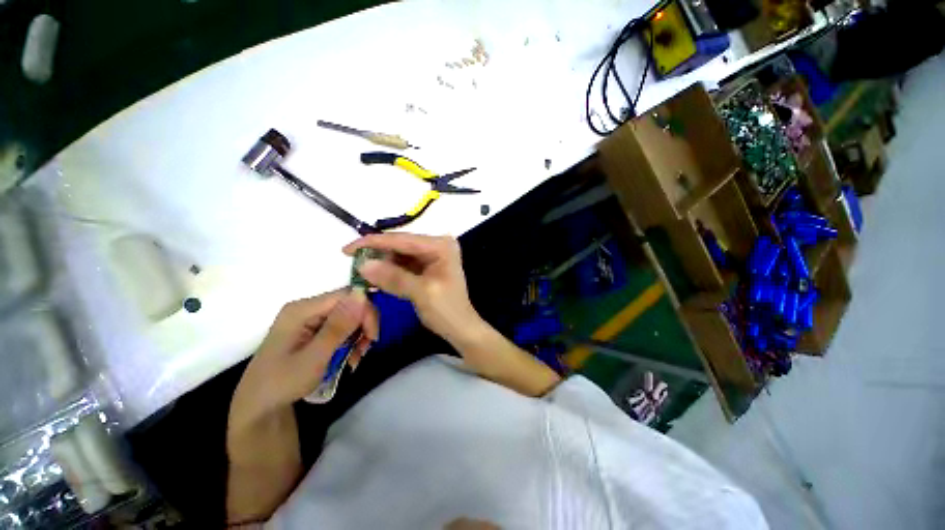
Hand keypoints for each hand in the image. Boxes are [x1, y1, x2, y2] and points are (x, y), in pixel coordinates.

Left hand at [230, 289, 377, 428]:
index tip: (372, 337)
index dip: (365, 312)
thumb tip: (361, 294)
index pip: (347, 296)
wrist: (259, 408)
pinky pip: (341, 327)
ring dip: (358, 336)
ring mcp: (309, 319)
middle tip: (364, 351)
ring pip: (349, 317)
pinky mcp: (312, 330)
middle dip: (362, 326)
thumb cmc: (283, 383)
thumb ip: (339, 326)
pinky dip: (350, 342)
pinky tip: (349, 357)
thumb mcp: (314, 358)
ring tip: (355, 359)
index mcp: (302, 310)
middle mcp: (306, 308)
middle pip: (349, 305)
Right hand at [343, 233, 480, 343]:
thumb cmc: (447, 311)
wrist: (461, 329)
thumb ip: (393, 277)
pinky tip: (375, 277)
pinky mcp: (428, 267)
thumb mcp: (420, 293)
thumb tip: (362, 264)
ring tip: (359, 272)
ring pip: (400, 255)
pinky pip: (404, 265)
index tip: (346, 250)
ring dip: (381, 263)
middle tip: (351, 263)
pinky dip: (390, 271)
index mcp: (441, 246)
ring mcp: (433, 256)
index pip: (403, 239)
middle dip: (376, 254)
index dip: (373, 243)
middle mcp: (438, 245)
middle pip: (401, 245)